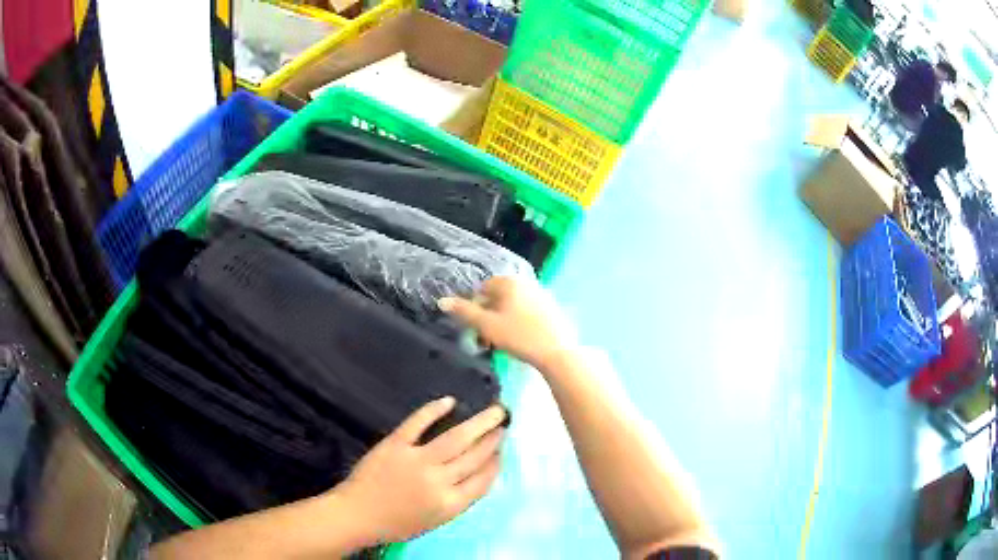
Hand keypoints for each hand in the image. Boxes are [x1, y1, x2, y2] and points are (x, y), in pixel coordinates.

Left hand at [334, 397, 506, 543]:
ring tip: (494, 411)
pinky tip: (449, 401)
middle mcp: (439, 482)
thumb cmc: (397, 523)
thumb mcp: (436, 521)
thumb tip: (479, 475)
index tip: (503, 449)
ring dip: (478, 423)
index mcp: (450, 504)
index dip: (496, 462)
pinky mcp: (395, 445)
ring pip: (455, 438)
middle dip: (493, 439)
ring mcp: (417, 461)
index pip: (483, 480)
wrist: (358, 514)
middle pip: (474, 457)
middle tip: (504, 423)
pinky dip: (433, 410)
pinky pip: (418, 423)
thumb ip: (458, 500)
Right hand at [439, 277, 576, 370]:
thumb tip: (441, 301)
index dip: (475, 308)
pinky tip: (519, 342)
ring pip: (513, 307)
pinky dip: (519, 324)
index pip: (483, 289)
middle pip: (499, 298)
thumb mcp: (487, 326)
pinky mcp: (552, 310)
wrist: (557, 352)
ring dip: (502, 322)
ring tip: (500, 344)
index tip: (474, 328)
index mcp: (510, 283)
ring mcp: (542, 296)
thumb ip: (464, 312)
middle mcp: (526, 283)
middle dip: (488, 317)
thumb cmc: (519, 336)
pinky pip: (528, 313)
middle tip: (485, 340)